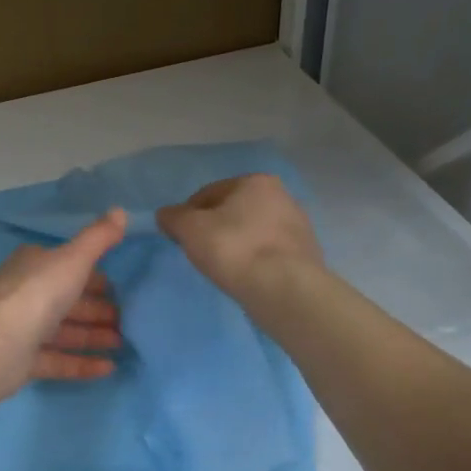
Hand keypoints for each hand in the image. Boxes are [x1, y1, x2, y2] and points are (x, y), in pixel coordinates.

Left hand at [0, 210, 126, 397]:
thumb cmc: (37, 293)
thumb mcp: (73, 259)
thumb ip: (98, 238)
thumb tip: (120, 210)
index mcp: (33, 266)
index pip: (68, 267)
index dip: (94, 277)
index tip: (119, 288)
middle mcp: (25, 294)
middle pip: (67, 301)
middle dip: (97, 310)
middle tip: (128, 320)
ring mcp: (22, 329)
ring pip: (64, 332)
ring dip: (93, 336)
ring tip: (124, 344)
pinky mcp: (22, 361)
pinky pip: (58, 360)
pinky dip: (82, 363)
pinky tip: (109, 368)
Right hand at [155, 174, 321, 297]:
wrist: (284, 289)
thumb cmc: (234, 249)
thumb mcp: (190, 229)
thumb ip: (173, 217)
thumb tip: (165, 214)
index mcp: (255, 182)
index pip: (209, 193)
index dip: (188, 214)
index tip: (178, 237)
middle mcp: (282, 196)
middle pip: (233, 211)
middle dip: (214, 228)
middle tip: (199, 252)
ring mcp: (298, 226)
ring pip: (253, 232)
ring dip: (236, 244)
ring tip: (222, 268)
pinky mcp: (306, 254)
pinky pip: (269, 253)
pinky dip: (254, 260)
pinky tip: (245, 276)